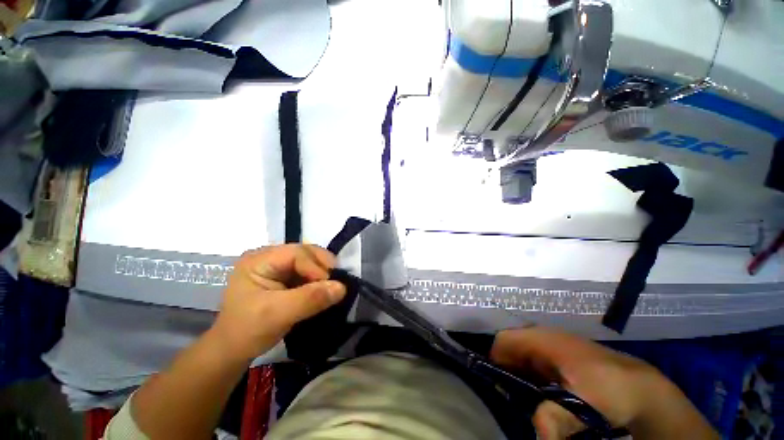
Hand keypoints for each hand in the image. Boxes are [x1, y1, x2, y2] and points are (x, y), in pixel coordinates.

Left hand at [211, 244, 345, 360]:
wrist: (232, 351)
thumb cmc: (248, 331)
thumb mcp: (278, 314)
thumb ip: (310, 299)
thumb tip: (342, 287)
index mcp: (259, 260)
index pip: (297, 254)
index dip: (316, 267)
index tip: (330, 286)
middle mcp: (269, 257)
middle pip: (305, 253)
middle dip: (323, 266)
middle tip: (336, 282)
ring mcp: (276, 266)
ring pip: (309, 261)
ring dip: (323, 273)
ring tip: (332, 287)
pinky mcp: (283, 276)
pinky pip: (307, 271)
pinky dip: (318, 280)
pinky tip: (324, 289)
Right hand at [490, 327, 717, 439]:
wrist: (644, 390)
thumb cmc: (611, 391)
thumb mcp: (583, 407)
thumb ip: (553, 418)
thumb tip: (536, 433)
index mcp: (542, 338)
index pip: (502, 341)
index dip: (494, 361)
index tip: (499, 389)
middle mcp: (542, 337)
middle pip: (510, 349)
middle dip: (507, 372)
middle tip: (512, 400)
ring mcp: (552, 347)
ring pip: (522, 358)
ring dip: (519, 378)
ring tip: (526, 401)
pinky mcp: (560, 358)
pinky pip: (535, 365)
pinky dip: (532, 379)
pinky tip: (542, 396)